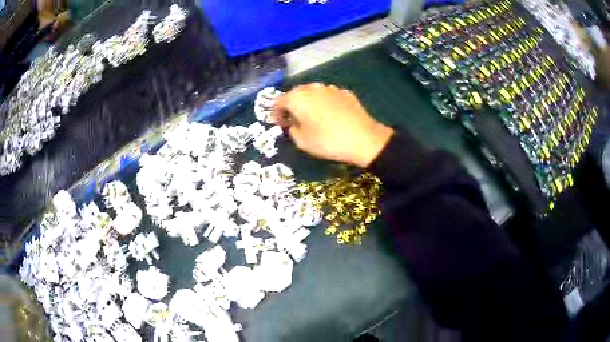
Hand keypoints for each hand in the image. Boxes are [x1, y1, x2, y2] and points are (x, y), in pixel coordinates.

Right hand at [272, 83, 393, 167]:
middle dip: (292, 106)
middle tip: (293, 120)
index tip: (279, 124)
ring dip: (308, 103)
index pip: (278, 101)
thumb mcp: (302, 142)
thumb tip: (293, 123)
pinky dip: (324, 103)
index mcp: (297, 98)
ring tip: (312, 117)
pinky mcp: (345, 92)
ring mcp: (330, 88)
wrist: (363, 138)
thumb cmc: (328, 141)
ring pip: (313, 93)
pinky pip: (328, 96)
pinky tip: (330, 115)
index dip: (276, 113)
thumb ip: (291, 129)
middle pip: (295, 94)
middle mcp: (312, 88)